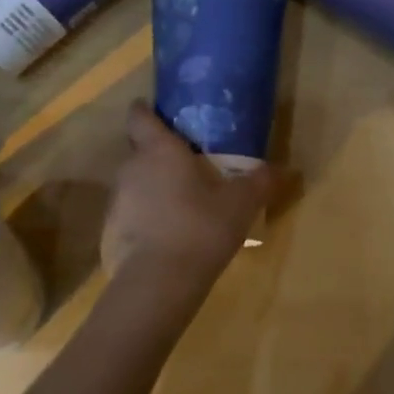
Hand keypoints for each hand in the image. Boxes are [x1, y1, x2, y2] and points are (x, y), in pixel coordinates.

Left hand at [100, 102, 274, 314]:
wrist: (159, 282)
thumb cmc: (200, 227)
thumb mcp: (241, 204)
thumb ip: (259, 181)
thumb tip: (281, 169)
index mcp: (159, 150)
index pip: (140, 116)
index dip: (147, 111)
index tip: (160, 114)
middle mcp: (131, 167)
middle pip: (139, 149)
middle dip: (158, 153)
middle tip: (187, 164)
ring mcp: (117, 200)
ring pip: (135, 182)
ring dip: (153, 187)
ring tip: (181, 201)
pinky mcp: (112, 231)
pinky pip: (131, 213)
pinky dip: (146, 217)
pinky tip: (169, 234)